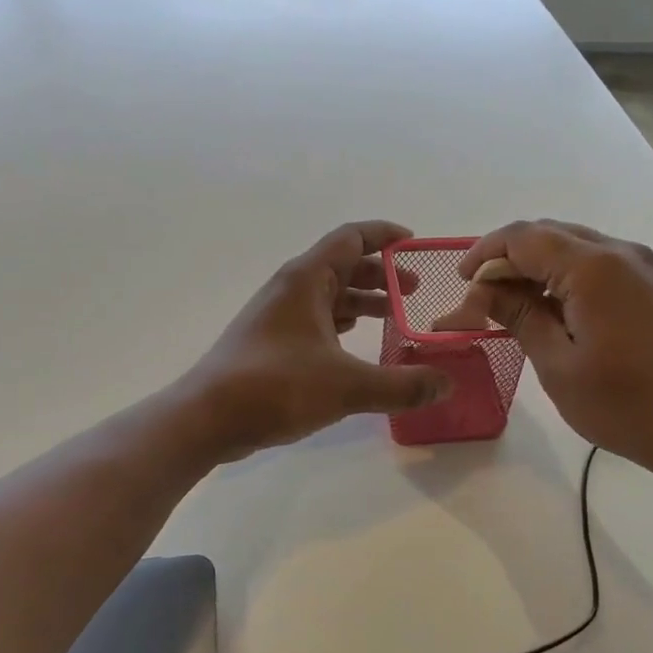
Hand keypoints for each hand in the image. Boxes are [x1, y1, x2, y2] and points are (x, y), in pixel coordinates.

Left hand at [182, 221, 452, 458]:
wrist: (206, 418)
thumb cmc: (275, 386)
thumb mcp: (347, 386)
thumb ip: (401, 385)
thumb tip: (446, 385)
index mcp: (307, 279)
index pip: (351, 237)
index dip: (385, 235)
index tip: (416, 243)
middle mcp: (291, 289)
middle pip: (343, 266)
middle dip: (381, 275)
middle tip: (415, 292)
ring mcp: (278, 315)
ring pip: (329, 296)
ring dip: (363, 301)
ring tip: (396, 318)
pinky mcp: (271, 342)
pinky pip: (316, 320)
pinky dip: (342, 324)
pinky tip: (357, 344)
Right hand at [457, 220, 652, 485]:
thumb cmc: (627, 406)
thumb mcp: (558, 365)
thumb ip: (518, 316)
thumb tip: (482, 291)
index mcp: (593, 266)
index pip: (523, 237)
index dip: (485, 253)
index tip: (460, 283)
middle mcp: (620, 252)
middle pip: (548, 234)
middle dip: (508, 259)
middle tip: (481, 298)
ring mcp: (643, 266)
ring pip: (573, 247)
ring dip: (536, 268)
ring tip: (511, 307)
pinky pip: (597, 264)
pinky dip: (564, 277)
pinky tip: (552, 311)